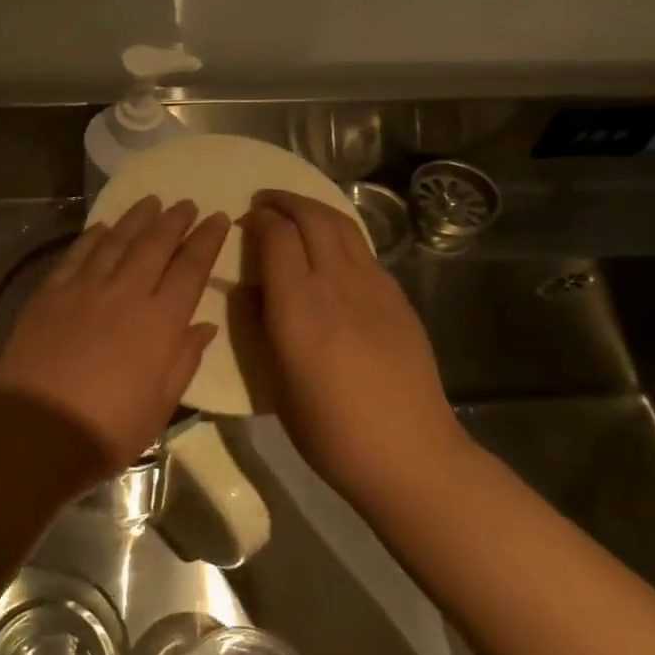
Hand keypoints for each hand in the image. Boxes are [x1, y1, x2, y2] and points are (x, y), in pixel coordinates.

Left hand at [0, 196, 228, 479]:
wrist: (33, 431)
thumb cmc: (106, 430)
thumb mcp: (159, 407)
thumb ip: (184, 360)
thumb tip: (205, 326)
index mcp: (160, 323)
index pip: (191, 269)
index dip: (207, 241)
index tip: (218, 219)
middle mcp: (125, 293)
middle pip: (155, 245)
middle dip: (175, 220)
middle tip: (187, 203)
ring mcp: (84, 288)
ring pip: (116, 240)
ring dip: (137, 218)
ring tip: (152, 201)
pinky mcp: (50, 292)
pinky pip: (77, 254)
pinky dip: (93, 235)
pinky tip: (103, 226)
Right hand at [242, 189, 467, 502]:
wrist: (409, 452)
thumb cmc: (330, 430)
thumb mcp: (276, 385)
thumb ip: (258, 327)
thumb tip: (246, 290)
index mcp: (299, 307)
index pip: (277, 237)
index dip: (259, 220)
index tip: (246, 220)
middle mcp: (336, 284)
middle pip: (312, 218)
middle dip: (285, 201)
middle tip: (264, 202)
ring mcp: (374, 287)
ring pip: (342, 226)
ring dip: (314, 209)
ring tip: (295, 211)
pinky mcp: (397, 297)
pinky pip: (363, 249)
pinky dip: (340, 234)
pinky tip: (331, 250)